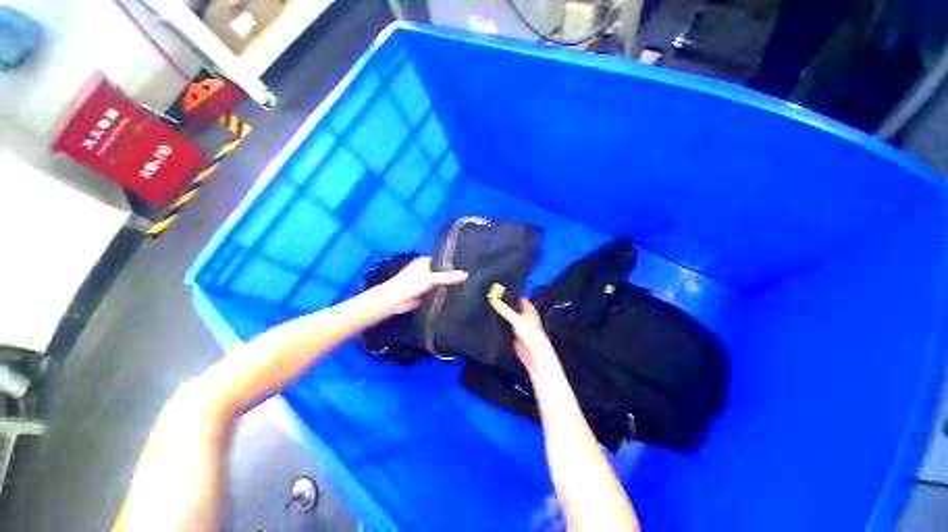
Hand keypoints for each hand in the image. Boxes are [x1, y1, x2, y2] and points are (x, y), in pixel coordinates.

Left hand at [380, 256, 467, 313]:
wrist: (394, 301)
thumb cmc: (410, 284)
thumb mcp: (431, 278)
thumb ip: (448, 277)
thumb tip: (466, 274)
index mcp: (425, 262)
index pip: (442, 260)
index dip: (453, 263)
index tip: (467, 265)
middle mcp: (425, 270)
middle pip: (442, 272)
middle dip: (452, 275)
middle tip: (470, 277)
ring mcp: (425, 282)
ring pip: (440, 283)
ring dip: (448, 285)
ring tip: (466, 285)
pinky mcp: (425, 294)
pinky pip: (437, 292)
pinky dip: (443, 294)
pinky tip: (456, 296)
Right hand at [489, 297, 556, 374]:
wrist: (534, 356)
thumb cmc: (531, 335)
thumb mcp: (517, 320)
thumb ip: (504, 309)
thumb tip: (492, 298)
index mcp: (528, 308)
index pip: (517, 296)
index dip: (509, 291)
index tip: (496, 285)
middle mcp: (522, 314)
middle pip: (510, 305)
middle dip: (501, 301)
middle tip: (487, 293)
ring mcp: (516, 324)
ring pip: (506, 315)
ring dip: (498, 311)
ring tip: (484, 302)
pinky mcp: (510, 333)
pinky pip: (502, 324)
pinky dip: (496, 321)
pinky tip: (486, 317)